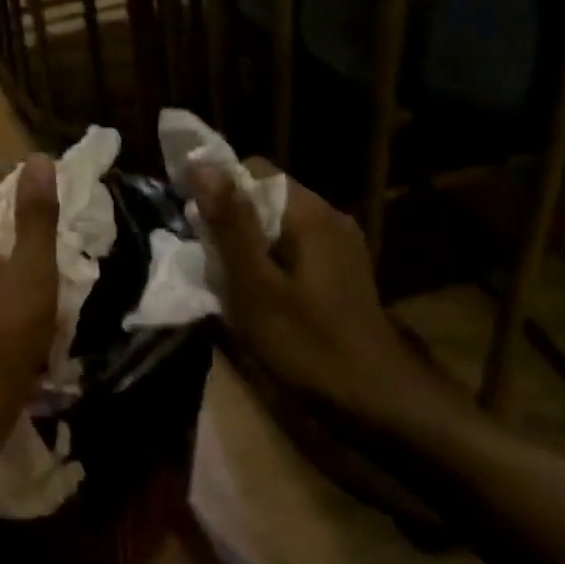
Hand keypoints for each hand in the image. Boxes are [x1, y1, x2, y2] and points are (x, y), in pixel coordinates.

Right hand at [191, 165, 439, 433]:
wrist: (375, 400)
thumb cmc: (306, 344)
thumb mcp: (255, 286)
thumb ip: (229, 225)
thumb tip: (200, 163)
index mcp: (310, 214)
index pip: (253, 170)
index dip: (215, 189)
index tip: (190, 225)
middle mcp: (329, 218)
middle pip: (265, 197)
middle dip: (228, 221)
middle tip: (204, 261)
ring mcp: (339, 246)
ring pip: (276, 226)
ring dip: (245, 245)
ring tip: (223, 281)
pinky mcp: (339, 273)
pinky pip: (292, 249)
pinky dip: (266, 263)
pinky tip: (255, 296)